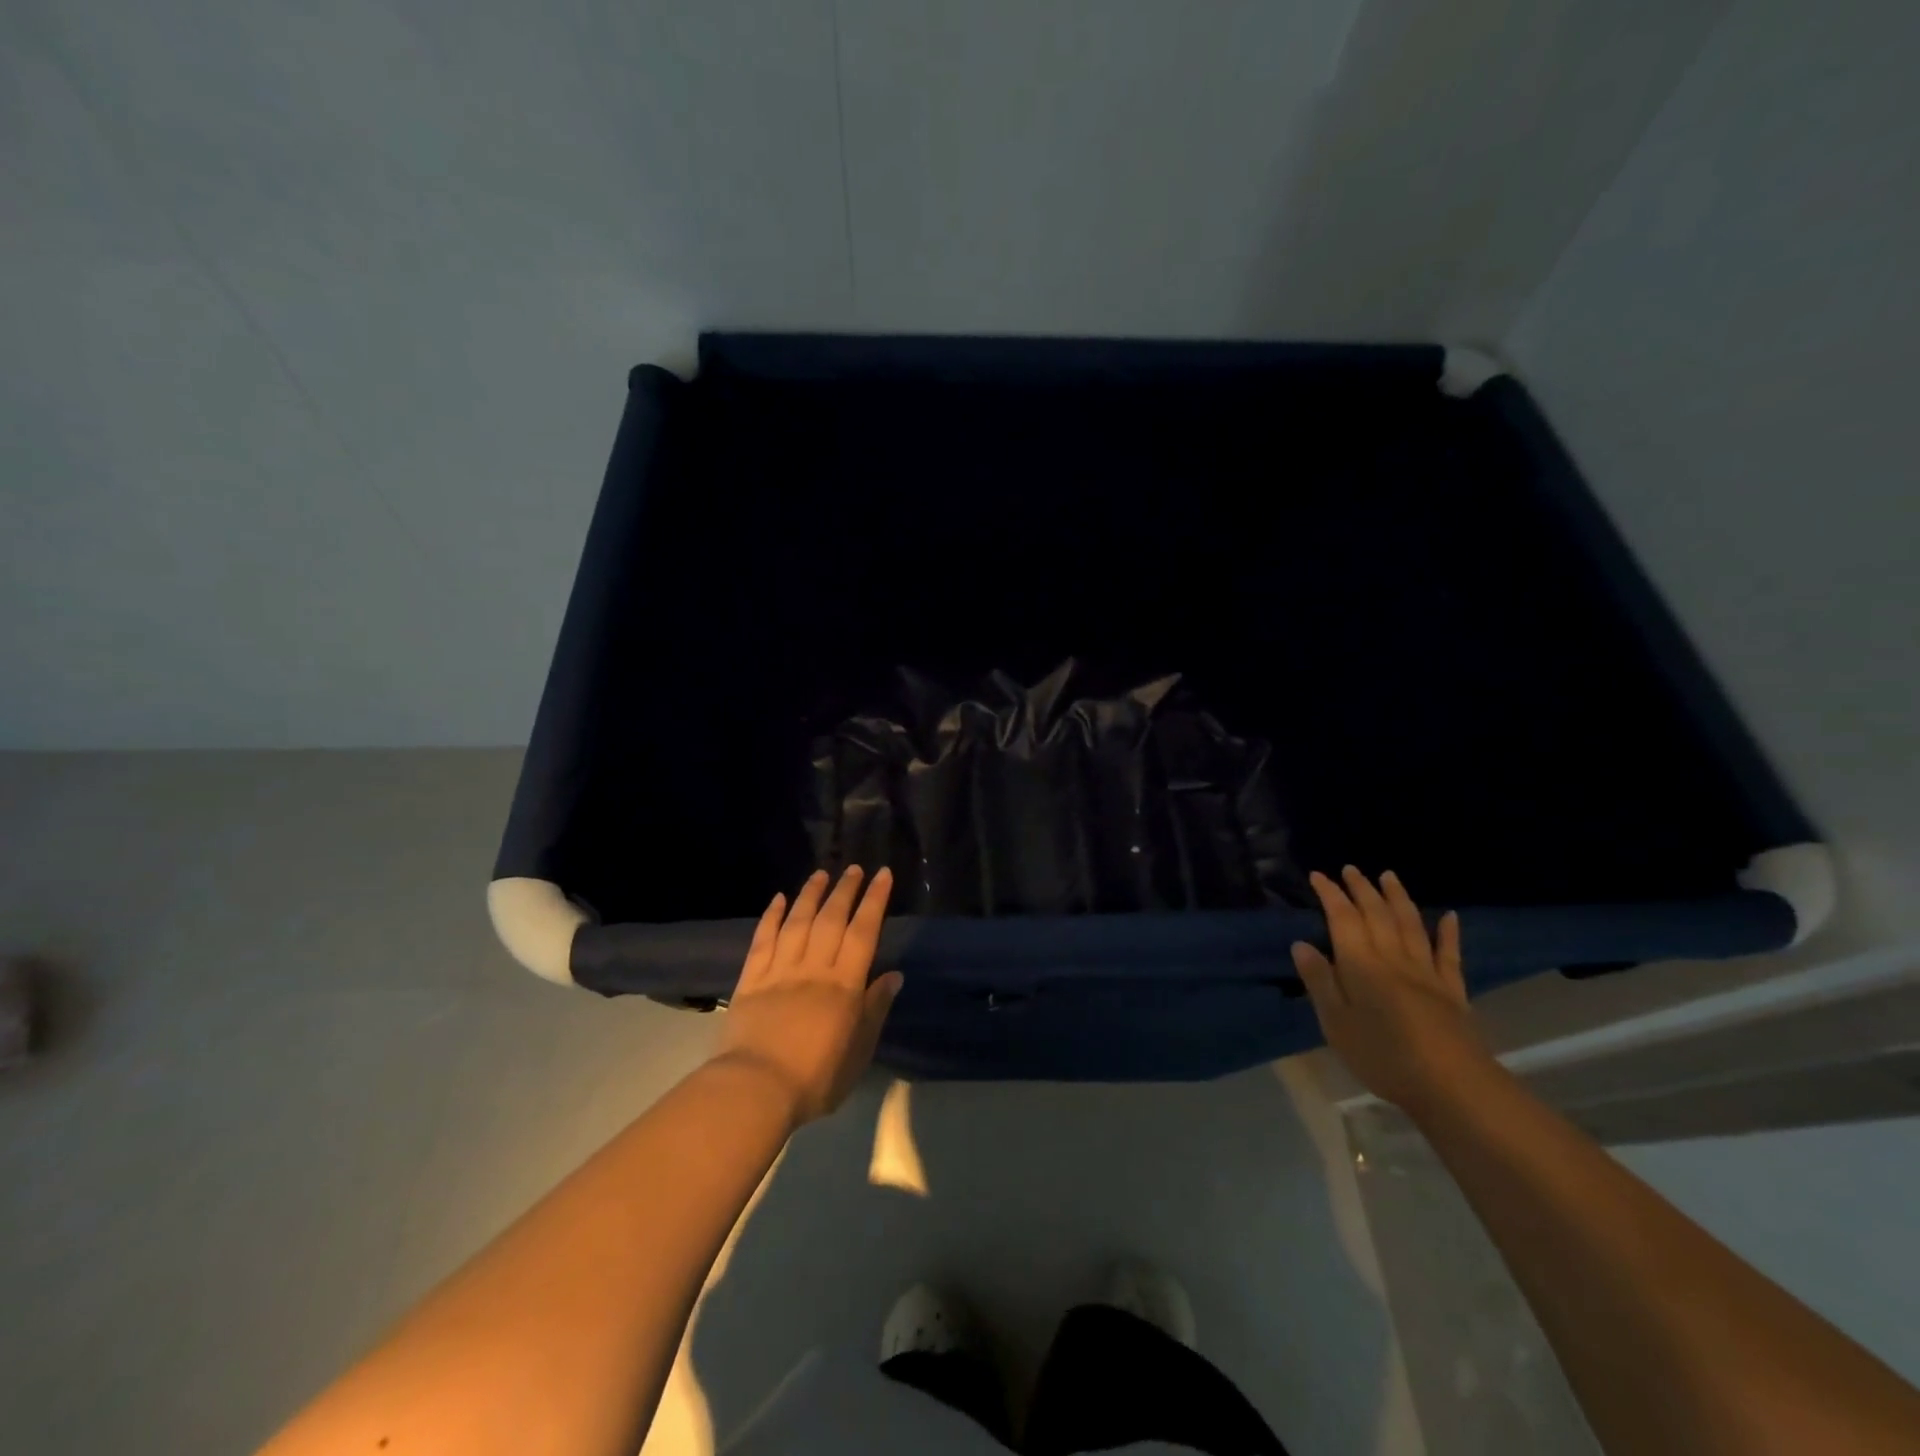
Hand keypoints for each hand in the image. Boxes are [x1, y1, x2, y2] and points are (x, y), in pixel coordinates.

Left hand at [714, 866, 901, 1127]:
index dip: (874, 900)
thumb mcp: (858, 1051)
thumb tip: (894, 975)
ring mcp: (779, 970)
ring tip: (820, 874)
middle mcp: (813, 968)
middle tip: (853, 868)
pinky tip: (778, 900)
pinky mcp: (750, 980)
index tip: (882, 875)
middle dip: (844, 890)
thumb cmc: (815, 1078)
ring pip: (797, 922)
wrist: (755, 1090)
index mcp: (843, 984)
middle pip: (831, 919)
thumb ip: (875, 1010)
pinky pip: (762, 940)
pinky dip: (771, 917)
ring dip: (810, 895)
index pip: (863, 932)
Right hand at [1291, 867, 1490, 1110]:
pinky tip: (1449, 916)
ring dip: (1398, 898)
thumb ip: (1320, 981)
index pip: (1343, 919)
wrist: (1452, 1086)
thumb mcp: (1336, 1023)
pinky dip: (1448, 932)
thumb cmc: (1383, 1056)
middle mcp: (1394, 959)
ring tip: (1388, 876)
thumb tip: (1301, 943)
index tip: (1318, 875)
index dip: (1330, 895)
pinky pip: (1449, 954)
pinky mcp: (1452, 991)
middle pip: (1377, 915)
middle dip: (1362, 889)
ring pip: (1411, 925)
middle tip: (1351, 869)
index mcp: (1361, 964)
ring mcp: (1427, 973)